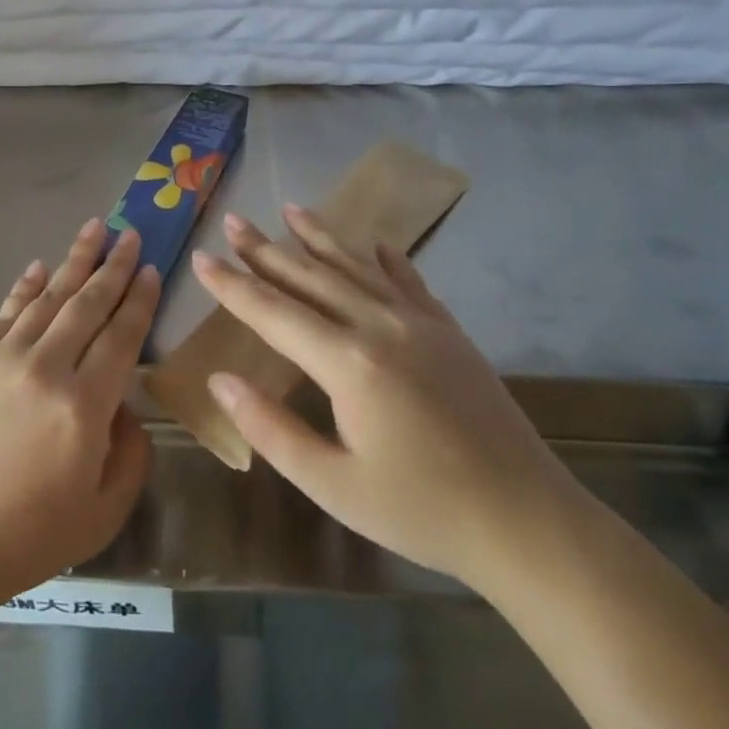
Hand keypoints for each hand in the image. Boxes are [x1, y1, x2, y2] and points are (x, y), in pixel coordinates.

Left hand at [0, 220, 157, 625]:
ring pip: (47, 297)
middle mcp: (45, 367)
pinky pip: (6, 312)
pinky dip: (26, 287)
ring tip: (93, 230)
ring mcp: (2, 358)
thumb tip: (124, 405)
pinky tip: (40, 268)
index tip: (152, 269)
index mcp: (84, 405)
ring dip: (74, 261)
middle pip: (87, 303)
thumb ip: (130, 451)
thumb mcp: (104, 510)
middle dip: (114, 265)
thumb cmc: (28, 538)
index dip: (140, 299)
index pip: (122, 335)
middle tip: (131, 233)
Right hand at [192, 207, 582, 588]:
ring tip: (291, 208)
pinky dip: (384, 257)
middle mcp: (380, 325)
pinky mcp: (448, 331)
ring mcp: (419, 322)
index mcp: (348, 362)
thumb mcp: (333, 484)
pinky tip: (373, 242)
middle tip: (232, 220)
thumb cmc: (422, 510)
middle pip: (310, 276)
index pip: (273, 311)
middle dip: (265, 248)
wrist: (527, 520)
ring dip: (319, 236)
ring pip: (356, 266)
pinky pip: (408, 280)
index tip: (201, 257)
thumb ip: (271, 429)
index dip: (232, 284)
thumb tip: (220, 380)